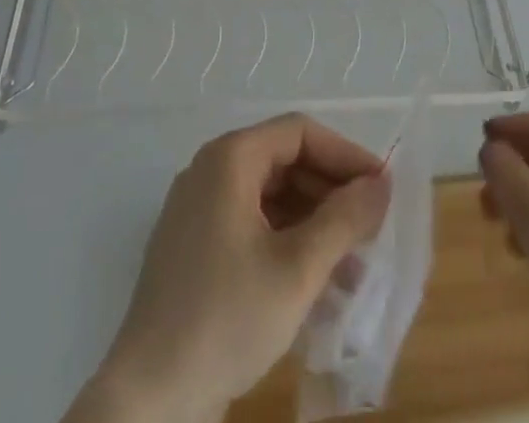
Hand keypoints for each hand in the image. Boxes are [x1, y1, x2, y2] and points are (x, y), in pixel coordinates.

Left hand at [65, 112, 389, 422]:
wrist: (147, 400)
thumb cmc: (225, 319)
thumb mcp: (296, 270)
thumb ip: (344, 220)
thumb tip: (381, 184)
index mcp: (230, 159)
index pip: (299, 133)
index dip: (345, 155)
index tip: (381, 189)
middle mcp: (211, 171)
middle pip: (284, 161)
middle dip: (331, 193)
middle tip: (371, 229)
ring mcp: (198, 210)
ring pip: (270, 198)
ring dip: (314, 224)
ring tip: (353, 267)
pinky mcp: (194, 249)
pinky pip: (251, 226)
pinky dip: (286, 244)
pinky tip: (316, 285)